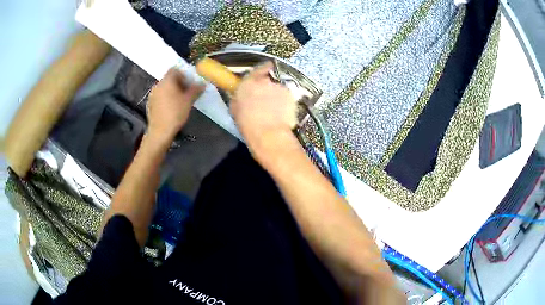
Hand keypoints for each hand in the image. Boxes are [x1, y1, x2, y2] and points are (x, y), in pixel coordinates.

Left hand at [147, 68, 204, 141]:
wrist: (160, 131)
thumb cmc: (175, 113)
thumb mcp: (188, 101)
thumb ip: (196, 90)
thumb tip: (202, 84)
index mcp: (167, 81)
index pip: (174, 70)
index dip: (183, 74)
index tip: (189, 83)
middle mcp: (158, 85)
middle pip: (169, 79)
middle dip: (178, 83)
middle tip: (187, 93)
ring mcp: (152, 94)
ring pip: (164, 88)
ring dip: (172, 91)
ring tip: (179, 101)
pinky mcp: (150, 104)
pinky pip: (159, 96)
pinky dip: (165, 98)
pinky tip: (170, 108)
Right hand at [230, 62, 298, 163]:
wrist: (268, 134)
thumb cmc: (247, 125)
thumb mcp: (235, 109)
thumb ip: (239, 97)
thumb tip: (241, 95)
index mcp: (247, 83)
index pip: (258, 69)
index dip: (263, 69)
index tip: (267, 69)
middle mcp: (264, 81)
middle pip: (268, 80)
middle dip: (267, 88)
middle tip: (266, 101)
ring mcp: (279, 87)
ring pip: (278, 90)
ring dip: (276, 97)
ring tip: (274, 111)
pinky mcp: (290, 95)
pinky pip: (287, 97)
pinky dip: (285, 104)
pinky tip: (282, 114)